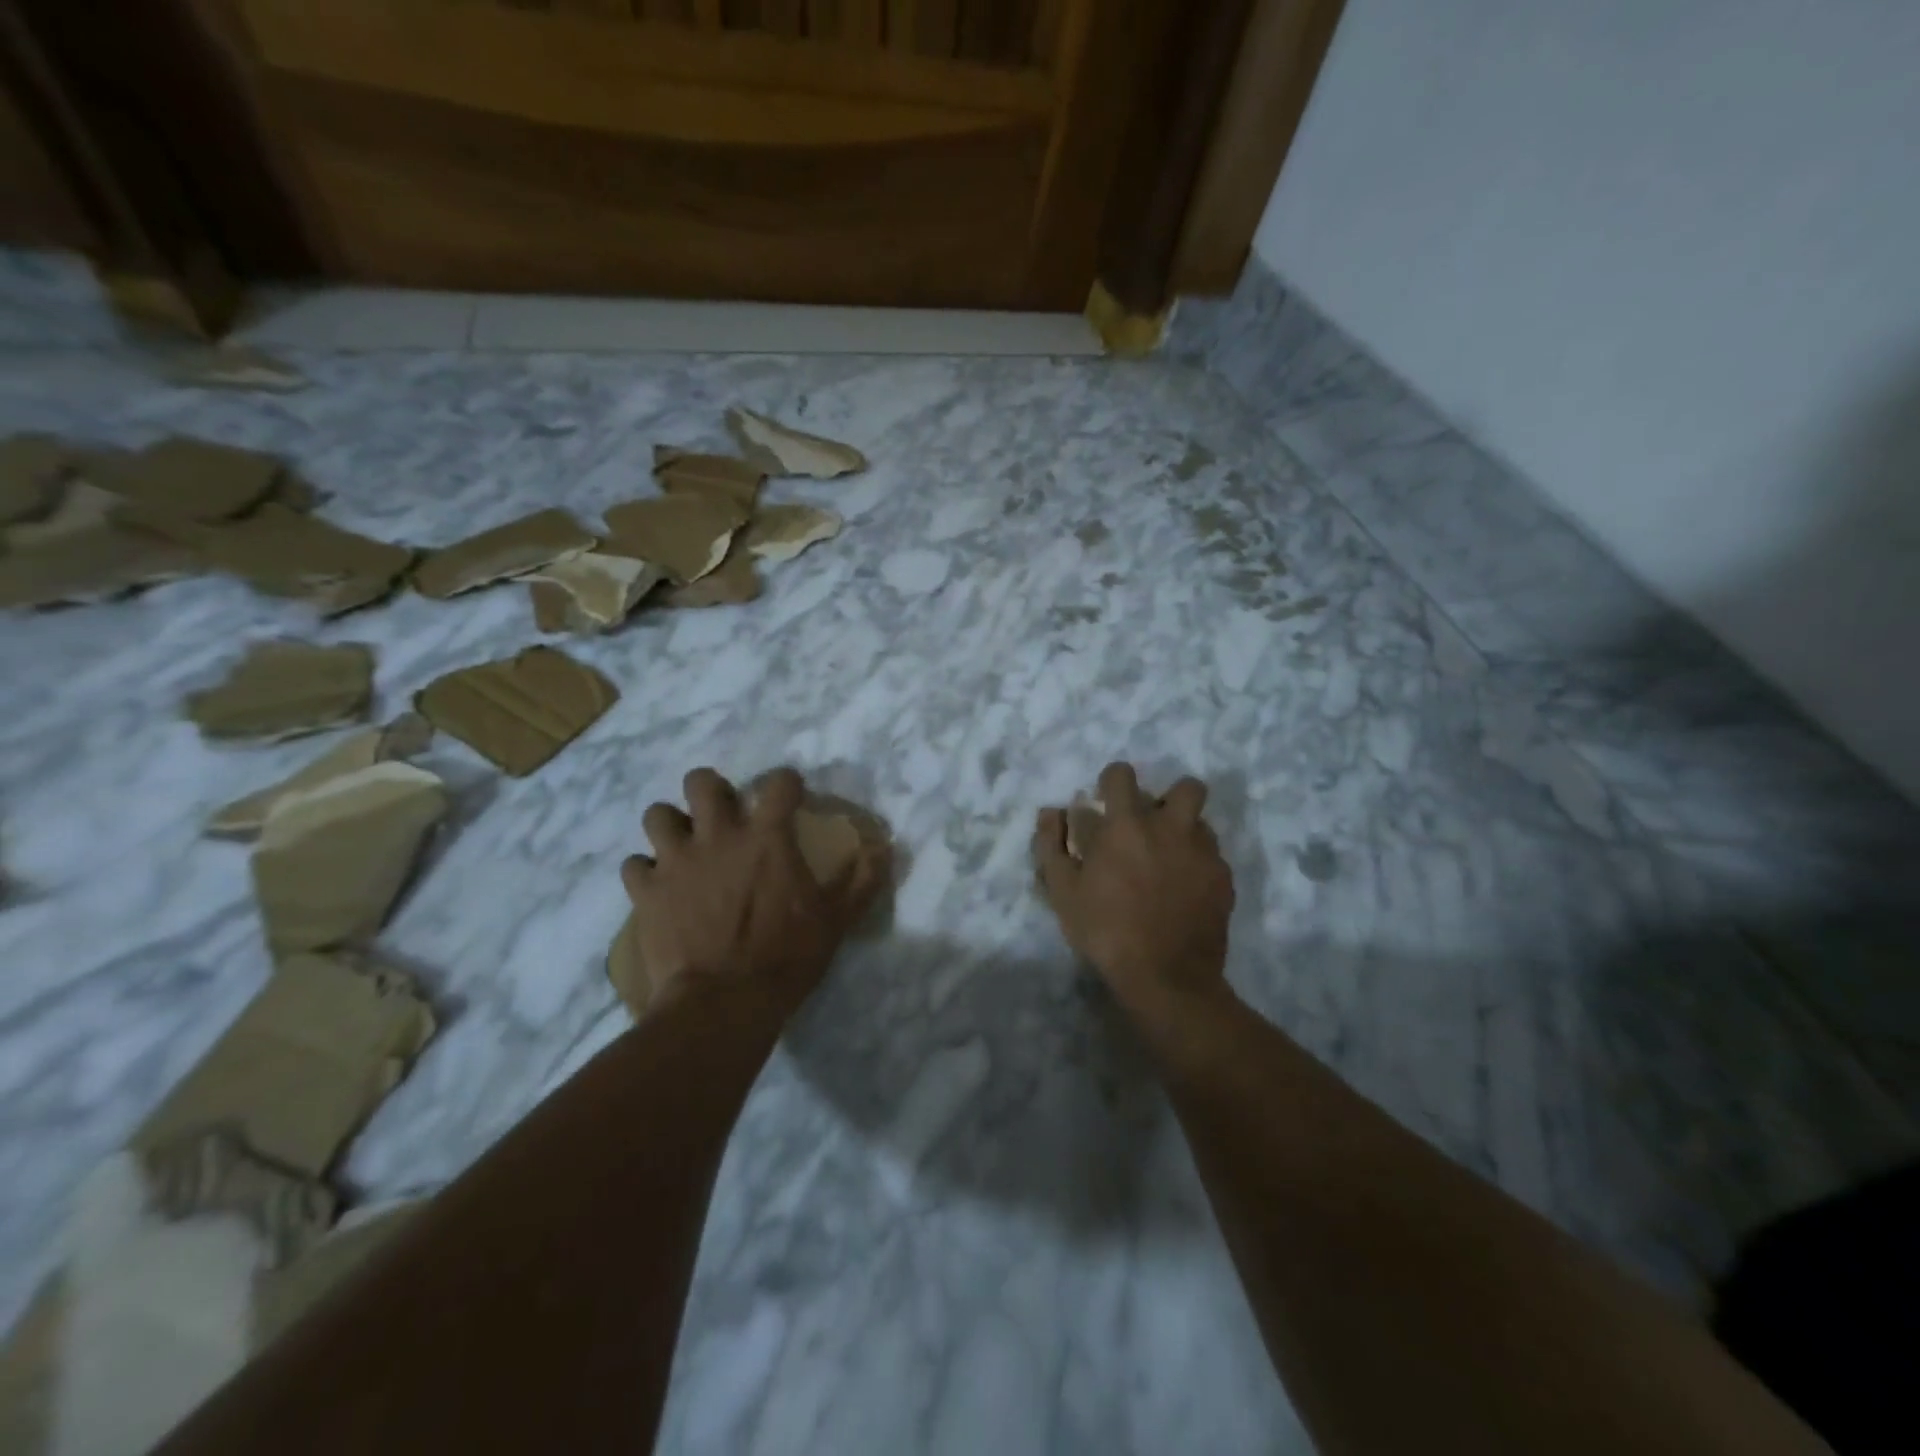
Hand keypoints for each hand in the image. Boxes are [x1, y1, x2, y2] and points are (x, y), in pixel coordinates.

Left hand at [622, 767, 883, 1016]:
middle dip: (711, 790)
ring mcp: (676, 862)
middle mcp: (718, 836)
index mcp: (766, 838)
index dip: (786, 783)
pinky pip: (633, 865)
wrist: (723, 1003)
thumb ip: (862, 880)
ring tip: (682, 845)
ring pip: (657, 814)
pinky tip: (658, 887)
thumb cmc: (786, 958)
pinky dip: (645, 871)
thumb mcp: (836, 920)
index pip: (778, 783)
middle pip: (701, 782)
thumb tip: (885, 848)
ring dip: (670, 825)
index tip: (790, 796)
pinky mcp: (647, 891)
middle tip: (722, 814)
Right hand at [1034, 763, 1235, 1024]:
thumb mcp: (1062, 890)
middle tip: (1151, 825)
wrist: (1166, 977)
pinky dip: (1197, 864)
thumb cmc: (1105, 930)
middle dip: (1170, 797)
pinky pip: (1212, 856)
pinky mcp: (1224, 879)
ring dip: (1184, 830)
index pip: (1122, 774)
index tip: (1106, 801)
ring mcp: (1204, 853)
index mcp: (1127, 825)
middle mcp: (1171, 828)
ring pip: (1202, 822)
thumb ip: (1051, 844)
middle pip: (1187, 787)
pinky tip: (1183, 891)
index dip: (1112, 781)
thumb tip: (1050, 812)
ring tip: (1168, 859)